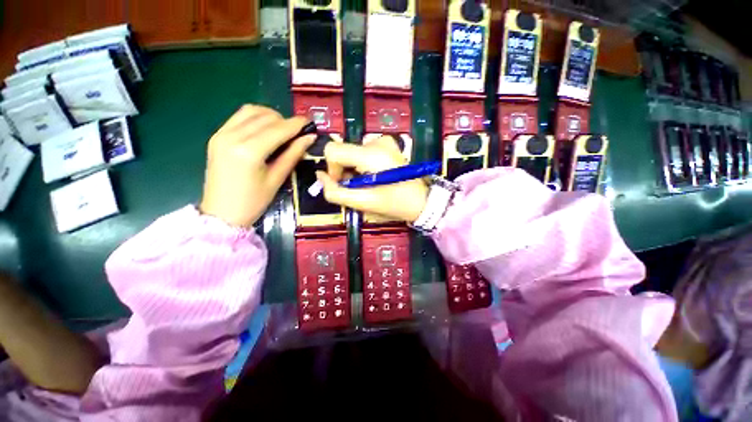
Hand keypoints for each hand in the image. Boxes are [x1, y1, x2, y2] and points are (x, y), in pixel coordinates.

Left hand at [200, 105, 314, 226]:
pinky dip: (256, 118)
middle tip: (299, 131)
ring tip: (283, 129)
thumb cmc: (253, 202)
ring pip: (250, 112)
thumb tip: (309, 138)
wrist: (221, 213)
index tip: (310, 122)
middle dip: (285, 120)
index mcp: (249, 152)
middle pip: (265, 117)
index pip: (278, 129)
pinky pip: (239, 117)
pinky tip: (266, 129)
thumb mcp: (277, 179)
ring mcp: (221, 134)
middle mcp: (232, 137)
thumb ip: (293, 155)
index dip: (296, 124)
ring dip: (270, 116)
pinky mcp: (217, 136)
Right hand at [316, 136, 428, 222]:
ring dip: (354, 170)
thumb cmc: (395, 204)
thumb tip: (320, 176)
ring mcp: (384, 141)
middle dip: (344, 171)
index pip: (333, 150)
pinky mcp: (388, 145)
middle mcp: (377, 141)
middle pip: (343, 151)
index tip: (343, 184)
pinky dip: (363, 166)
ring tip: (369, 184)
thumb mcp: (363, 203)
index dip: (332, 169)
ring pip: (353, 153)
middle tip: (358, 188)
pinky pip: (363, 153)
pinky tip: (374, 177)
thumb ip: (335, 192)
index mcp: (372, 154)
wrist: (422, 201)